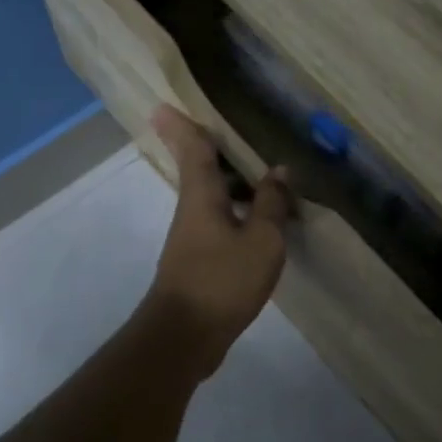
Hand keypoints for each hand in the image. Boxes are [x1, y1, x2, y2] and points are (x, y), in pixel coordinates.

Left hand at [142, 105, 292, 377]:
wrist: (185, 336)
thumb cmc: (222, 280)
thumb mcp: (261, 240)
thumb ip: (271, 204)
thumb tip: (278, 171)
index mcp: (202, 196)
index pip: (193, 150)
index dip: (183, 126)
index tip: (163, 105)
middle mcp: (192, 211)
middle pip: (200, 172)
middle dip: (209, 151)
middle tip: (225, 131)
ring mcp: (192, 239)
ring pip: (212, 199)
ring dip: (231, 185)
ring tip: (260, 176)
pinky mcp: (198, 263)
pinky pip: (220, 224)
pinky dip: (237, 214)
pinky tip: (259, 222)